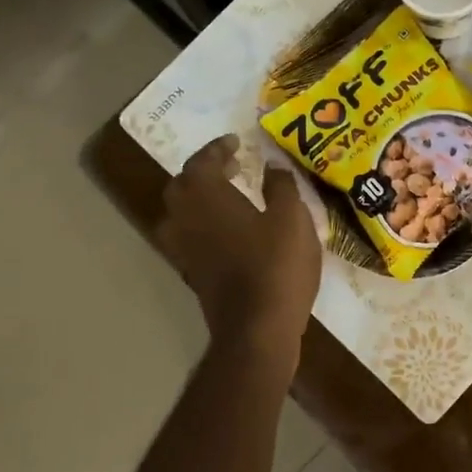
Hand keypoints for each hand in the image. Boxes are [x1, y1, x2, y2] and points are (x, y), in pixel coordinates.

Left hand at [158, 136, 321, 358]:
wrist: (257, 329)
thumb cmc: (276, 265)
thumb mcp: (292, 217)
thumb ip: (281, 186)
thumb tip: (272, 164)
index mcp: (207, 197)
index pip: (202, 162)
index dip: (218, 149)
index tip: (236, 142)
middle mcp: (186, 220)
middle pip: (182, 186)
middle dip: (204, 171)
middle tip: (232, 167)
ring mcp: (185, 250)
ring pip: (180, 214)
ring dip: (199, 200)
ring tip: (227, 197)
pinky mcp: (193, 275)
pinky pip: (189, 238)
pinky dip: (203, 226)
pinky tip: (230, 232)